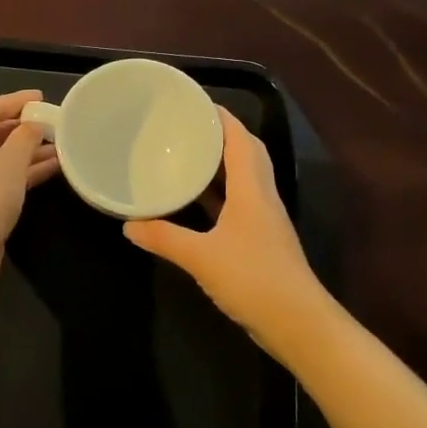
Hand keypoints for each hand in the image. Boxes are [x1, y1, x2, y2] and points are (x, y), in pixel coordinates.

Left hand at [0, 90, 59, 258]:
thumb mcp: (11, 160)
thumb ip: (26, 136)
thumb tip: (34, 125)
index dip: (15, 102)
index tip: (40, 97)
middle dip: (21, 130)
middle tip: (49, 123)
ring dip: (24, 153)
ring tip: (58, 147)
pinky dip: (16, 172)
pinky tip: (49, 169)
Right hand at [124, 110, 330, 353]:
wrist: (298, 323)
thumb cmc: (253, 279)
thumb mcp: (201, 257)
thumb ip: (164, 238)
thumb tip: (128, 225)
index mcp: (252, 190)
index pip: (241, 140)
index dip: (222, 118)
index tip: (196, 104)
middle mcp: (262, 197)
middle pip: (247, 154)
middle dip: (221, 136)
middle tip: (187, 127)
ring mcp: (264, 220)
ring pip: (244, 179)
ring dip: (220, 165)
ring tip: (187, 156)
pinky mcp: (261, 241)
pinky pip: (238, 203)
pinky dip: (218, 195)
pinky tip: (196, 203)